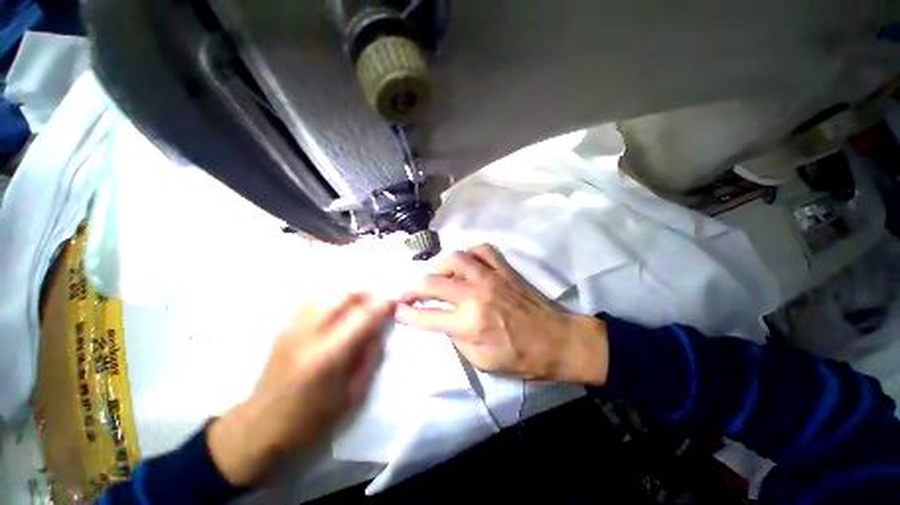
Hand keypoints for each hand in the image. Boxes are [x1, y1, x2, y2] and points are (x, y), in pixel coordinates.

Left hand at [209, 293, 393, 485]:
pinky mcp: (284, 327)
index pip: (363, 317)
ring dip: (350, 295)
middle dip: (367, 294)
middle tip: (379, 302)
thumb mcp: (352, 396)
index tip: (395, 300)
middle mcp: (309, 335)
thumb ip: (370, 358)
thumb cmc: (310, 419)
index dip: (383, 304)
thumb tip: (380, 330)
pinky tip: (337, 312)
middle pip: (344, 296)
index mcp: (328, 356)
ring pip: (328, 294)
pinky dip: (331, 300)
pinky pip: (313, 301)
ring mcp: (292, 328)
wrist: (260, 425)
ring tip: (361, 306)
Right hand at [395, 244, 608, 384]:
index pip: (426, 316)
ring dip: (437, 266)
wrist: (556, 340)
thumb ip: (456, 337)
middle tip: (406, 292)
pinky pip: (482, 250)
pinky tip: (465, 262)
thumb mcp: (481, 361)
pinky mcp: (504, 269)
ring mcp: (491, 277)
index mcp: (469, 323)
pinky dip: (468, 253)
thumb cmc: (520, 357)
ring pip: (454, 258)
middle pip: (432, 282)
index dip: (406, 314)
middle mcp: (475, 295)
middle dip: (411, 287)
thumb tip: (441, 319)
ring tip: (434, 274)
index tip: (397, 311)